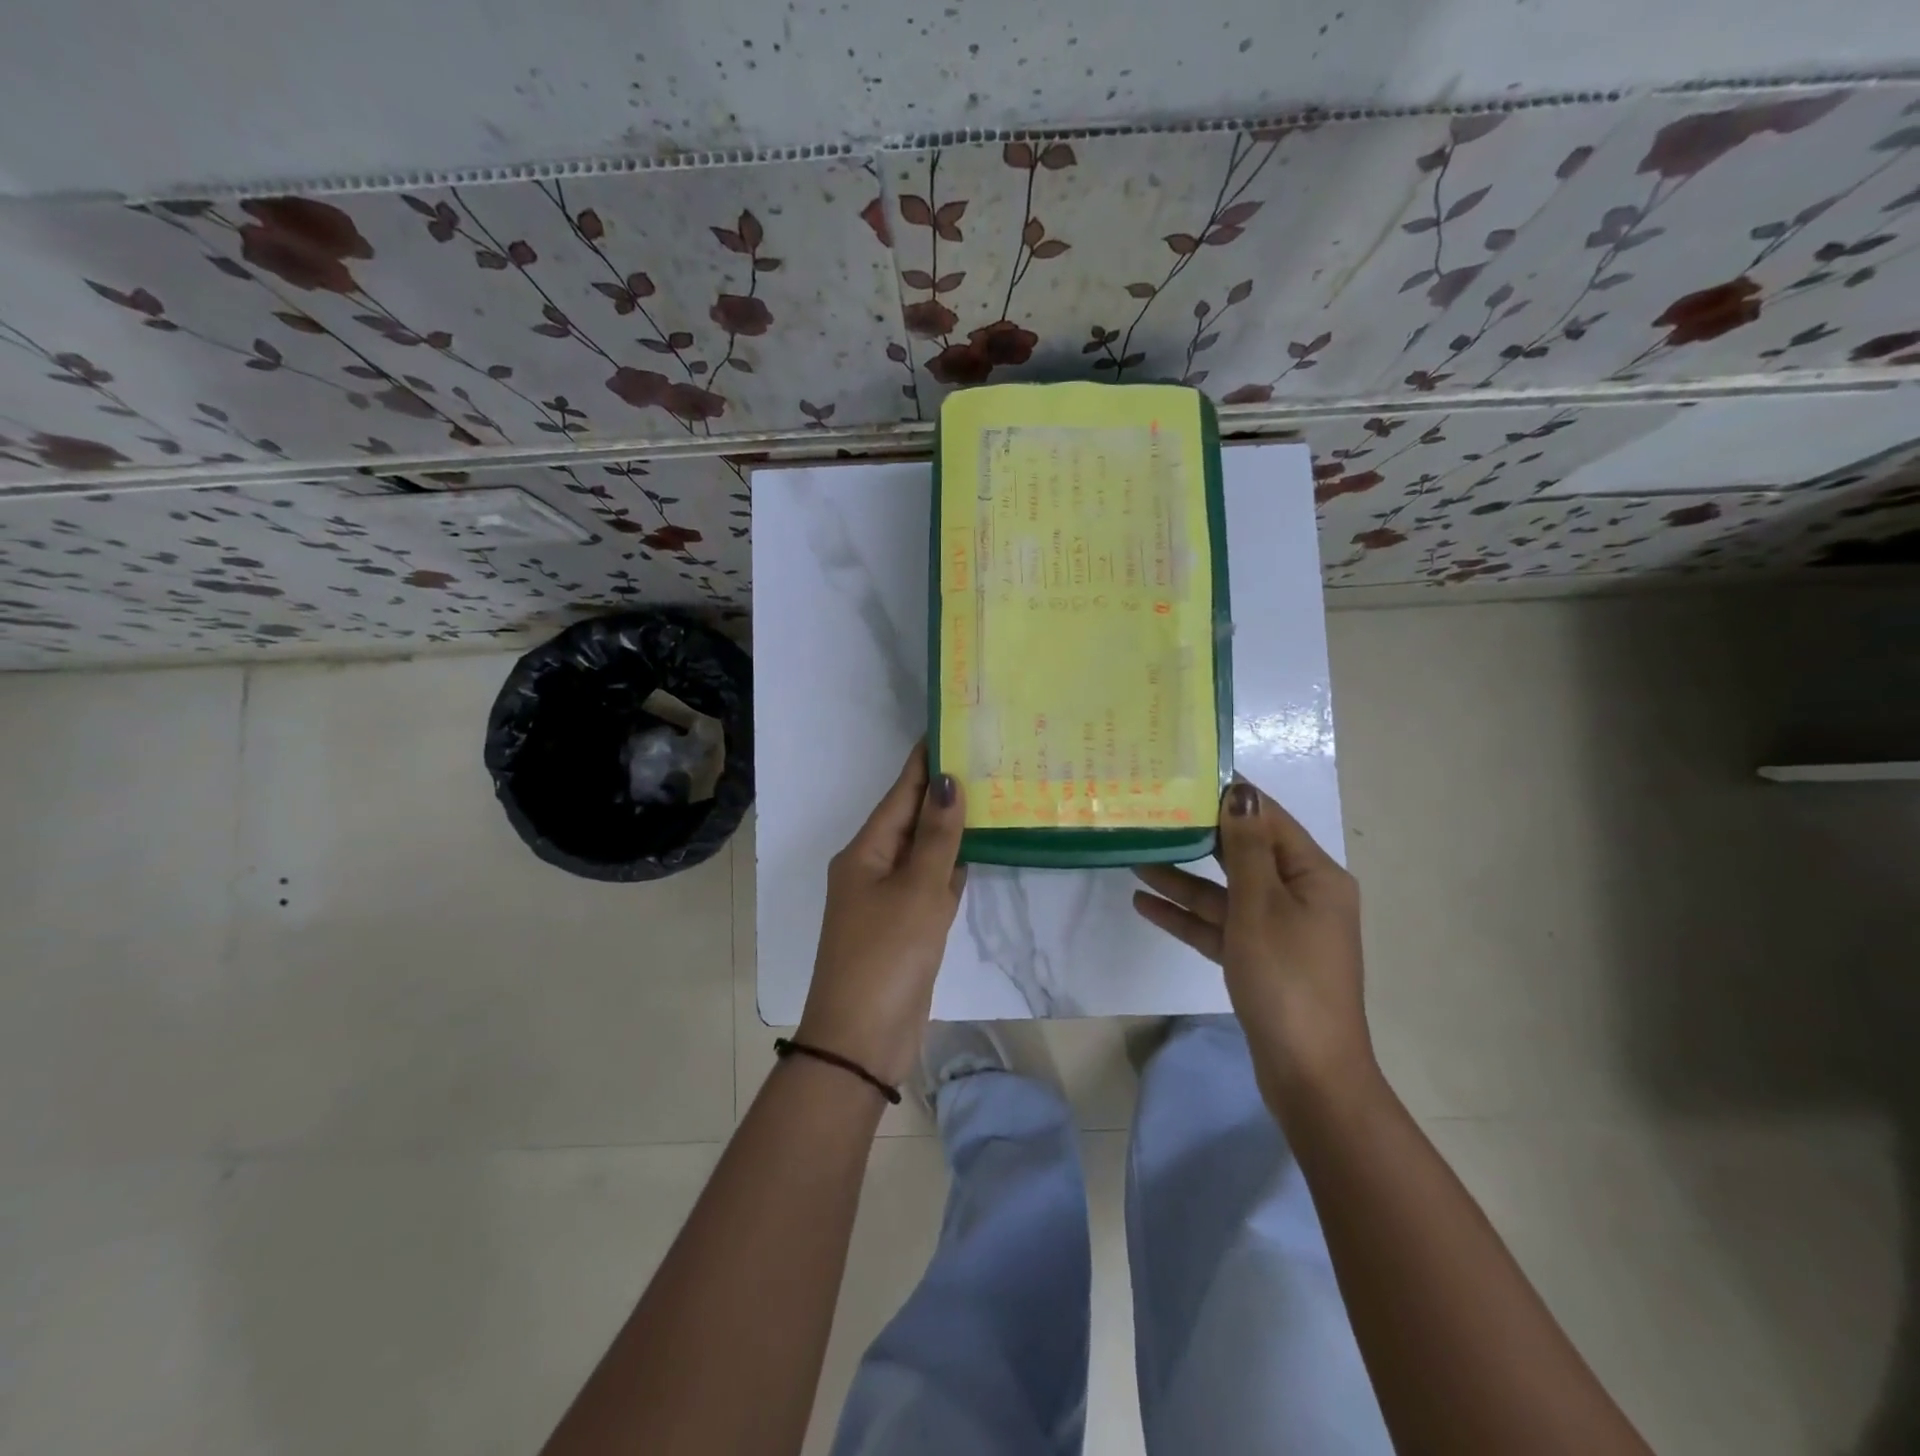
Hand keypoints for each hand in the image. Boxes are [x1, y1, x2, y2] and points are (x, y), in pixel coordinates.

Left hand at [798, 743, 966, 1086]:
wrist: (862, 1040)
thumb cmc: (886, 956)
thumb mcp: (916, 891)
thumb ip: (936, 838)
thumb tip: (948, 781)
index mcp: (865, 851)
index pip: (900, 793)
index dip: (924, 761)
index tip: (950, 727)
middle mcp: (874, 867)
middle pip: (912, 819)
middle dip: (944, 791)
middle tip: (986, 757)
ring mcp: (890, 899)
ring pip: (925, 852)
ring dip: (952, 828)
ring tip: (991, 794)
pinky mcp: (907, 927)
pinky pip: (932, 884)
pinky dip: (953, 867)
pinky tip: (979, 851)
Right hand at [1132, 778, 1375, 1110]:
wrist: (1308, 1074)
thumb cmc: (1287, 979)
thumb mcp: (1261, 906)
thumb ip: (1245, 848)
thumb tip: (1240, 793)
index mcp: (1314, 876)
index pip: (1269, 820)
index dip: (1230, 797)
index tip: (1186, 776)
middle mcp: (1300, 896)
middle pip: (1243, 855)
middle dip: (1198, 836)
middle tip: (1152, 811)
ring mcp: (1278, 930)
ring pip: (1225, 892)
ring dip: (1183, 878)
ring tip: (1133, 856)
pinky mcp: (1257, 959)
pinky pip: (1219, 925)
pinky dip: (1186, 915)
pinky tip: (1144, 903)